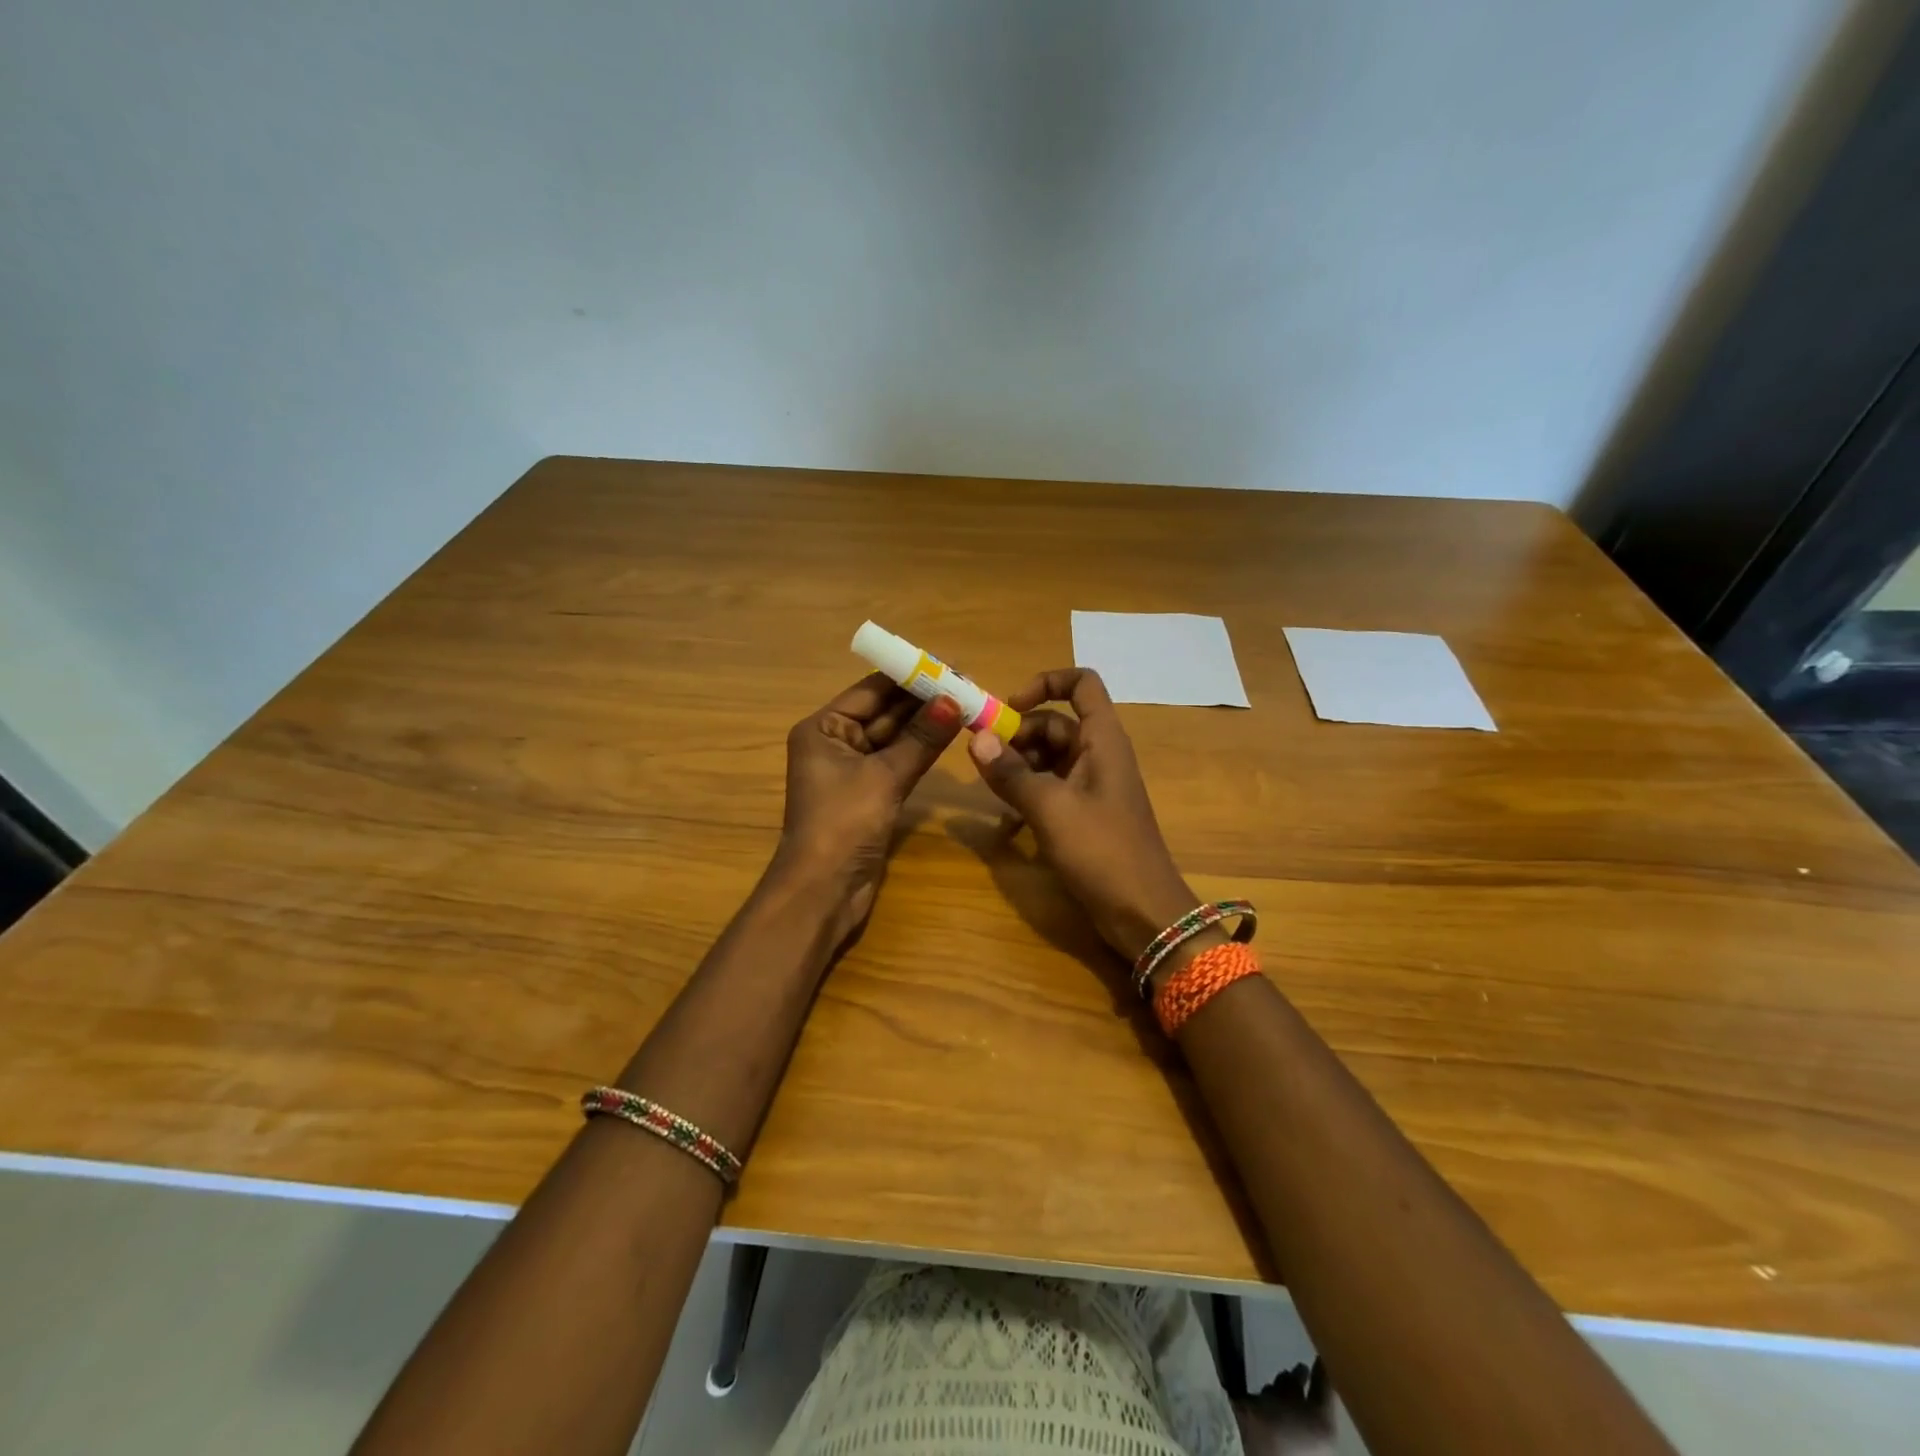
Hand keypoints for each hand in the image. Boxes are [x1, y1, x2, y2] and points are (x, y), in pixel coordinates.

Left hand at [773, 672, 963, 945]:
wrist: (823, 891)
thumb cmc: (843, 824)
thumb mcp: (885, 777)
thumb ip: (921, 738)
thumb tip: (955, 700)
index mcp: (824, 728)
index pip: (871, 691)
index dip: (908, 676)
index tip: (947, 665)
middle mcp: (835, 743)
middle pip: (883, 712)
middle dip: (921, 700)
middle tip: (965, 684)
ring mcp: (852, 770)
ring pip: (894, 738)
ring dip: (925, 724)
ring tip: (965, 703)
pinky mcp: (869, 794)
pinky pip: (897, 762)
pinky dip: (920, 750)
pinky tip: (949, 735)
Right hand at [965, 667, 1199, 962]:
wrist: (1143, 913)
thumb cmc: (1102, 851)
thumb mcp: (1051, 809)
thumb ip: (1011, 773)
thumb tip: (975, 738)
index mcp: (1102, 740)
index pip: (1082, 684)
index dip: (1046, 683)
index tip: (1008, 706)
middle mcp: (1098, 755)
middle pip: (1054, 723)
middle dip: (1017, 735)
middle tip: (983, 760)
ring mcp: (1090, 786)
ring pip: (1047, 758)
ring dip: (1017, 768)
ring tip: (990, 791)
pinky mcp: (1083, 815)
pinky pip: (1049, 789)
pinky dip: (1026, 796)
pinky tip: (1004, 824)